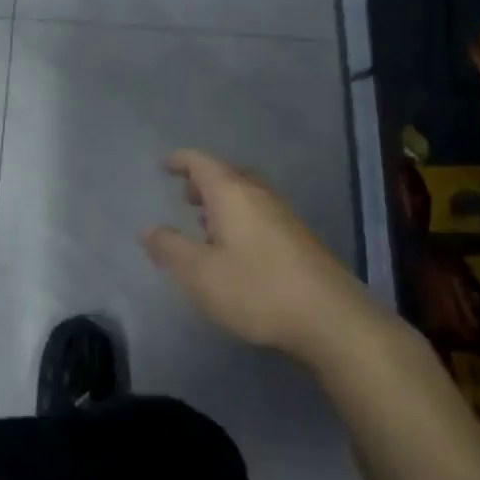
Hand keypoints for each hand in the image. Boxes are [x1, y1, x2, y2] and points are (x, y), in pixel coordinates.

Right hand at [140, 149, 372, 363]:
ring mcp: (284, 216)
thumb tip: (148, 229)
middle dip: (204, 180)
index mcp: (232, 194)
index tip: (164, 164)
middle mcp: (259, 196)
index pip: (202, 163)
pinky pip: (261, 213)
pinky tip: (236, 247)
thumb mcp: (200, 273)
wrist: (332, 319)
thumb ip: (170, 249)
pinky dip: (241, 217)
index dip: (181, 160)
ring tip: (205, 221)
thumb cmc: (257, 289)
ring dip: (224, 201)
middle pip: (228, 174)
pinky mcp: (300, 240)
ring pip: (247, 194)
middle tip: (184, 195)